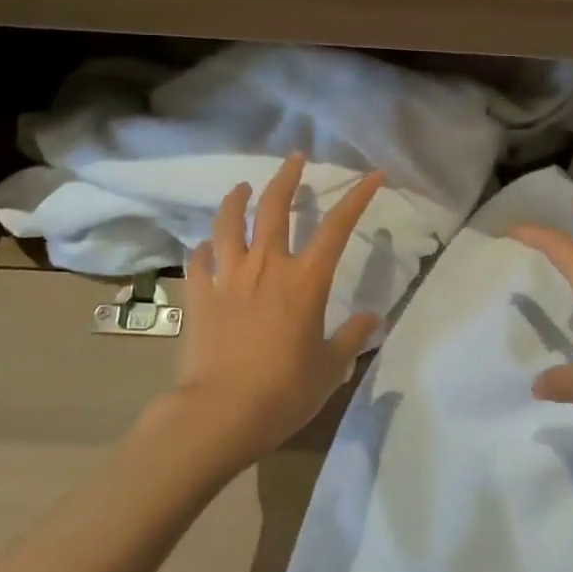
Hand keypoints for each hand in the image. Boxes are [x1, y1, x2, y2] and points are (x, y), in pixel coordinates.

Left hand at [164, 152, 383, 467]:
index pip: (338, 227)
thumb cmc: (284, 391)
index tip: (373, 175)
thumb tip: (372, 319)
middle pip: (276, 207)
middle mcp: (267, 266)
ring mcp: (228, 277)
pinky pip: (199, 259)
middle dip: (288, 177)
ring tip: (242, 187)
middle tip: (295, 158)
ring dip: (237, 199)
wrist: (220, 413)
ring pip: (229, 223)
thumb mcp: (330, 368)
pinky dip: (204, 247)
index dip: (358, 197)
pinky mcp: (199, 295)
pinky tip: (206, 245)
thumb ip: (351, 338)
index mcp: (306, 280)